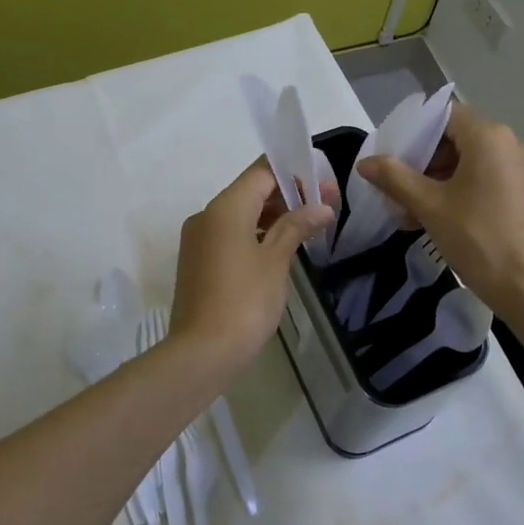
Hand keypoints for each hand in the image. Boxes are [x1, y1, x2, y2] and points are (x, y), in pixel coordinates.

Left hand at [169, 159, 335, 372]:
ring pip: (241, 214)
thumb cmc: (245, 301)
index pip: (261, 172)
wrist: (202, 353)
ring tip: (309, 226)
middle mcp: (206, 216)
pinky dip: (256, 234)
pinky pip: (230, 235)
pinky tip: (281, 248)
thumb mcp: (276, 261)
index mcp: (224, 208)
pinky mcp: (198, 262)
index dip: (294, 173)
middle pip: (250, 191)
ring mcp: (199, 240)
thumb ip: (296, 227)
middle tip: (325, 206)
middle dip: (288, 195)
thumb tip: (321, 207)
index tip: (323, 183)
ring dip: (273, 216)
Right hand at [356, 104, 523, 325]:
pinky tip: (447, 219)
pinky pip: (495, 179)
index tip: (395, 158)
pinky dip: (469, 190)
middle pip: (461, 139)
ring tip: (418, 212)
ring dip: (445, 180)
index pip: (446, 116)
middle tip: (402, 191)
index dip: (417, 133)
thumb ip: (395, 178)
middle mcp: (517, 143)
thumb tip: (366, 163)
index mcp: (492, 137)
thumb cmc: (478, 239)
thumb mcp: (430, 207)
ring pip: (477, 162)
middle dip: (428, 163)